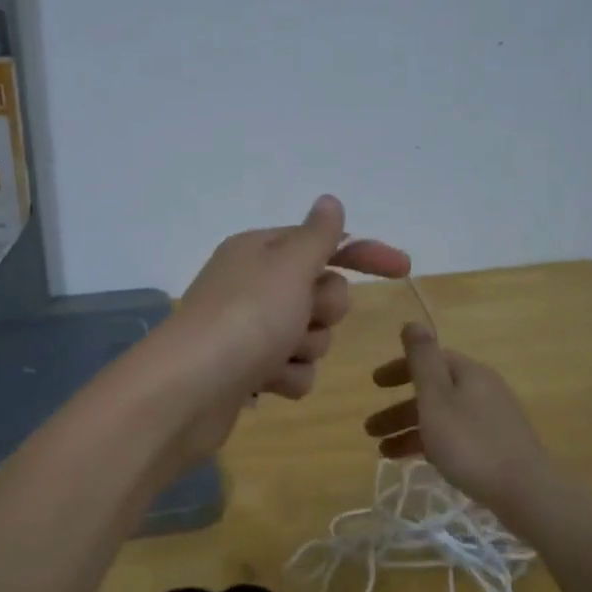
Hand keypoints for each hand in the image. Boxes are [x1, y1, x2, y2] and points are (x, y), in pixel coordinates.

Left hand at [155, 196, 408, 463]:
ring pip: (312, 335)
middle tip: (302, 317)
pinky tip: (266, 383)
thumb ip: (318, 236)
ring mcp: (249, 329)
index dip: (364, 253)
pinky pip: (294, 370)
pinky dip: (288, 377)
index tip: (403, 268)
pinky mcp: (248, 369)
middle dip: (323, 310)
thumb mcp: (289, 267)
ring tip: (278, 355)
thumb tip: (329, 201)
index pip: (323, 242)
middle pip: (322, 292)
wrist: (188, 390)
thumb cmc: (246, 318)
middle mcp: (253, 285)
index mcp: (260, 251)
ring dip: (305, 348)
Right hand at [363, 322, 552, 515]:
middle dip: (399, 409)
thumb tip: (413, 321)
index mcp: (469, 373)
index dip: (399, 369)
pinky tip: (418, 461)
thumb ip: (422, 359)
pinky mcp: (497, 447)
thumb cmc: (470, 442)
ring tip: (384, 453)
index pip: (430, 359)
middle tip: (370, 429)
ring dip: (410, 430)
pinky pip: (455, 436)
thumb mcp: (437, 398)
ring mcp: (492, 419)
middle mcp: (483, 390)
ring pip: (442, 417)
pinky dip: (432, 444)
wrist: (525, 492)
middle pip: (433, 391)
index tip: (374, 385)